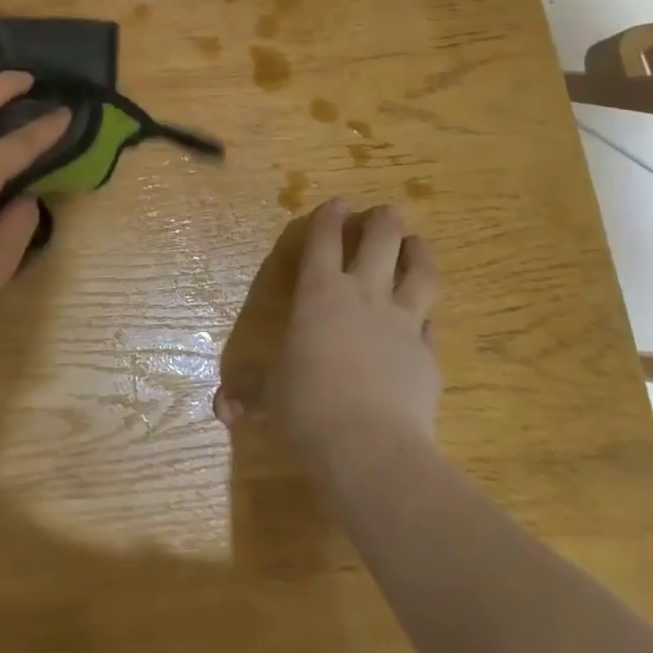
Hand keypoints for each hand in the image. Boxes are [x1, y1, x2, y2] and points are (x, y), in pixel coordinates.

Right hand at [216, 199, 441, 462]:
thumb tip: (221, 407)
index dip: (330, 216)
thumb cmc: (308, 408)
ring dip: (418, 252)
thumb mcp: (270, 398)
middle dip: (383, 221)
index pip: (324, 239)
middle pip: (381, 240)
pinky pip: (431, 324)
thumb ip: (248, 394)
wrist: (371, 449)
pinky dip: (428, 318)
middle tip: (386, 213)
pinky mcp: (428, 354)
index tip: (337, 203)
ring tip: (417, 243)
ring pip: (419, 272)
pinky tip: (427, 320)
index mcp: (318, 292)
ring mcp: (402, 322)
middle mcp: (363, 295)